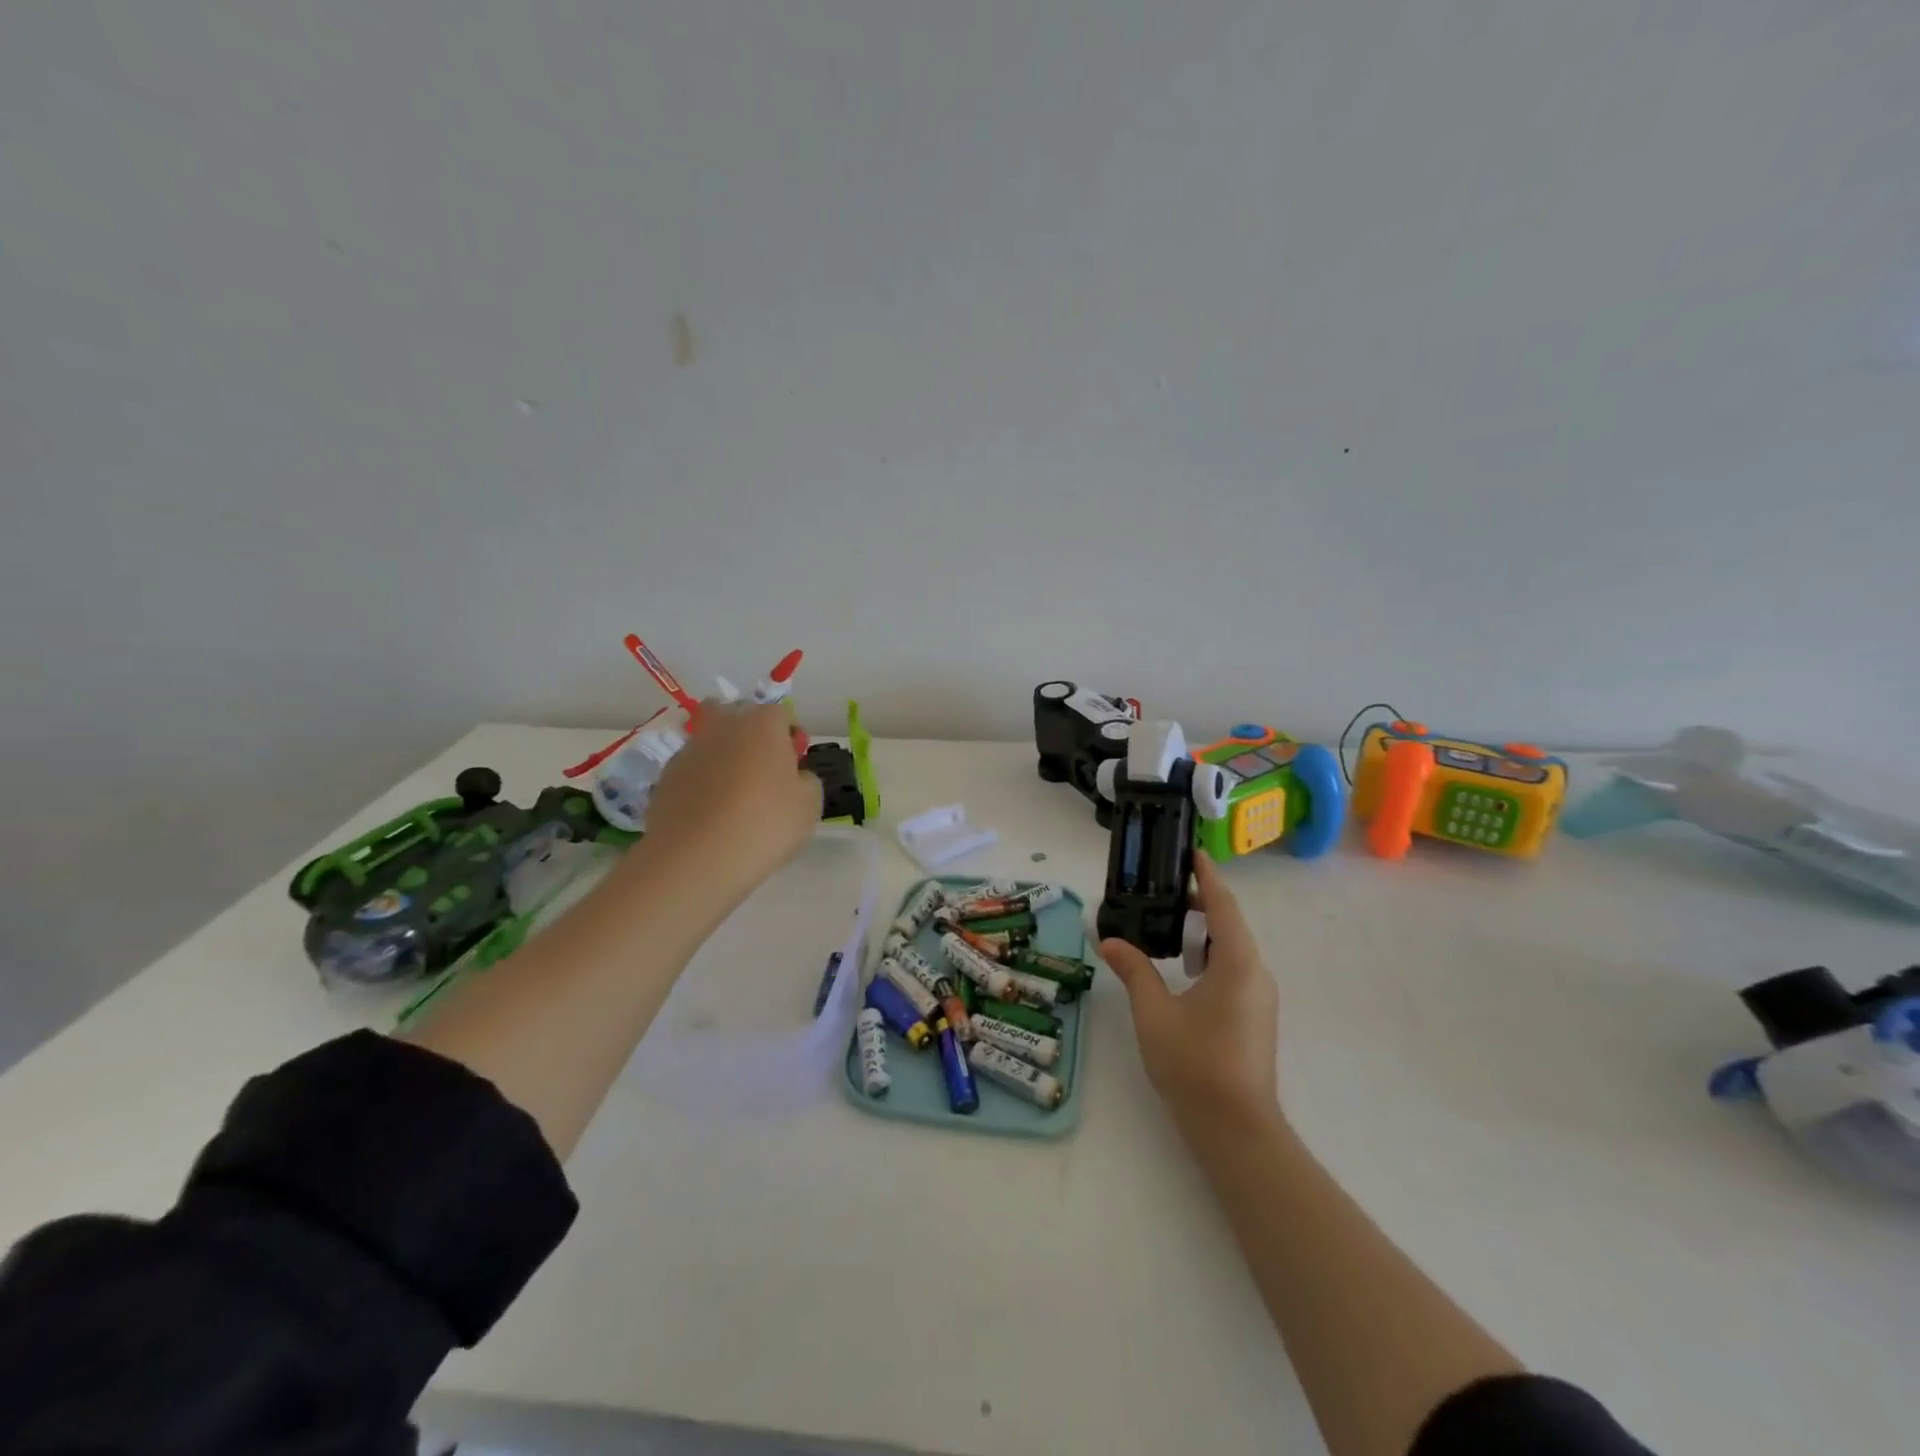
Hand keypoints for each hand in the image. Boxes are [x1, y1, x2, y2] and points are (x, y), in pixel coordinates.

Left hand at [641, 701, 822, 896]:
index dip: (790, 739)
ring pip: (711, 742)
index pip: (782, 714)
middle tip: (762, 772)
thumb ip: (806, 780)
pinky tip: (711, 815)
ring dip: (723, 759)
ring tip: (733, 800)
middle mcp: (723, 726)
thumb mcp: (810, 805)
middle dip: (750, 735)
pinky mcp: (665, 778)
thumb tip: (793, 776)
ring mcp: (689, 750)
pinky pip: (692, 771)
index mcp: (763, 723)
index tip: (795, 768)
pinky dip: (702, 784)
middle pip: (738, 716)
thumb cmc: (765, 824)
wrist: (696, 858)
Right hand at [1099, 852, 1278, 1128]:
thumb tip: (1108, 939)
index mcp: (1238, 963)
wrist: (1236, 1130)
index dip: (1207, 877)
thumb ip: (1133, 970)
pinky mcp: (1254, 1018)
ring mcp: (1259, 999)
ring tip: (1167, 928)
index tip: (1192, 853)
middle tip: (1162, 891)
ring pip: (1231, 951)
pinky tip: (1181, 971)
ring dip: (1202, 934)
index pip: (1223, 906)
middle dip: (1199, 905)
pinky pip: (1233, 972)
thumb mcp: (1154, 1012)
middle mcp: (1256, 974)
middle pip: (1229, 925)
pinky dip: (1208, 958)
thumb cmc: (1195, 1063)